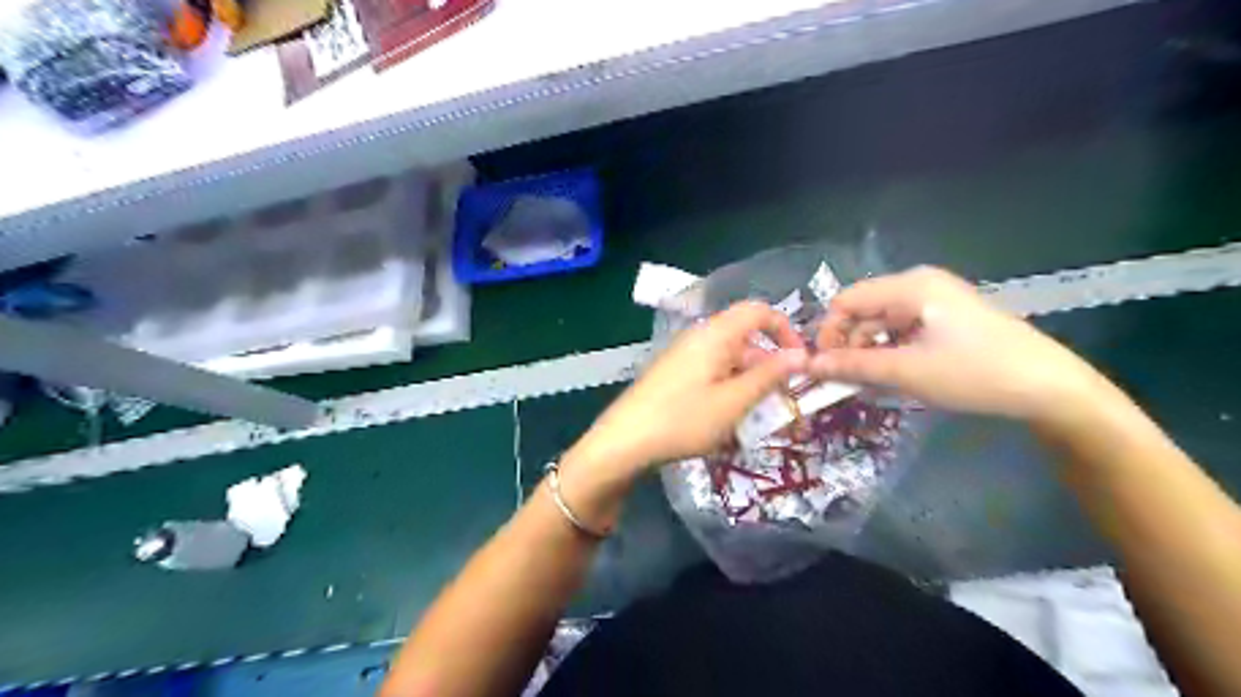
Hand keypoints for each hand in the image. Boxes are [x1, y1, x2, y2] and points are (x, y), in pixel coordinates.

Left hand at [574, 302, 810, 476]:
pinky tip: (727, 419)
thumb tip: (802, 354)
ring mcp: (684, 355)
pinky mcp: (675, 373)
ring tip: (755, 418)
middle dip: (769, 366)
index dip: (785, 330)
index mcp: (715, 334)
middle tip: (782, 402)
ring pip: (730, 359)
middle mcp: (699, 337)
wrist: (624, 441)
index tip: (800, 362)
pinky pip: (712, 372)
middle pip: (745, 338)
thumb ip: (769, 376)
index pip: (759, 311)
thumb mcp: (734, 401)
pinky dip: (728, 389)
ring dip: (749, 382)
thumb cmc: (683, 419)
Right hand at [817, 265, 1104, 418]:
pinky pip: (902, 330)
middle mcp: (918, 285)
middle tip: (845, 383)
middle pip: (863, 311)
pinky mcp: (946, 319)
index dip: (829, 334)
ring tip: (869, 385)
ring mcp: (935, 301)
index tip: (824, 369)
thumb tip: (810, 366)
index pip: (846, 301)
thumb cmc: (974, 373)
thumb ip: (854, 366)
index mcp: (909, 286)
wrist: (1048, 387)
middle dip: (848, 345)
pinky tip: (893, 376)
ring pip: (881, 323)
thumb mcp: (907, 371)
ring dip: (868, 352)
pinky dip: (890, 352)